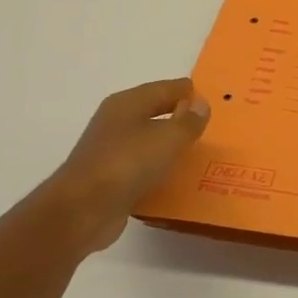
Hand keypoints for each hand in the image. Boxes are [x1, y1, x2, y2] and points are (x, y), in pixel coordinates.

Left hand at [46, 79, 209, 252]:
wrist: (83, 209)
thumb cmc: (127, 163)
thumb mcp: (168, 137)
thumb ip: (189, 121)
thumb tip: (201, 103)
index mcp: (127, 103)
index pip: (165, 88)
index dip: (188, 92)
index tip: (214, 99)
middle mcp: (117, 122)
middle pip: (155, 113)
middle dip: (181, 118)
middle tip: (212, 126)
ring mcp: (111, 152)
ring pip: (149, 142)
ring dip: (171, 146)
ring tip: (202, 153)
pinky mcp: (111, 179)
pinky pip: (143, 168)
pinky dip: (160, 170)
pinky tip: (178, 180)